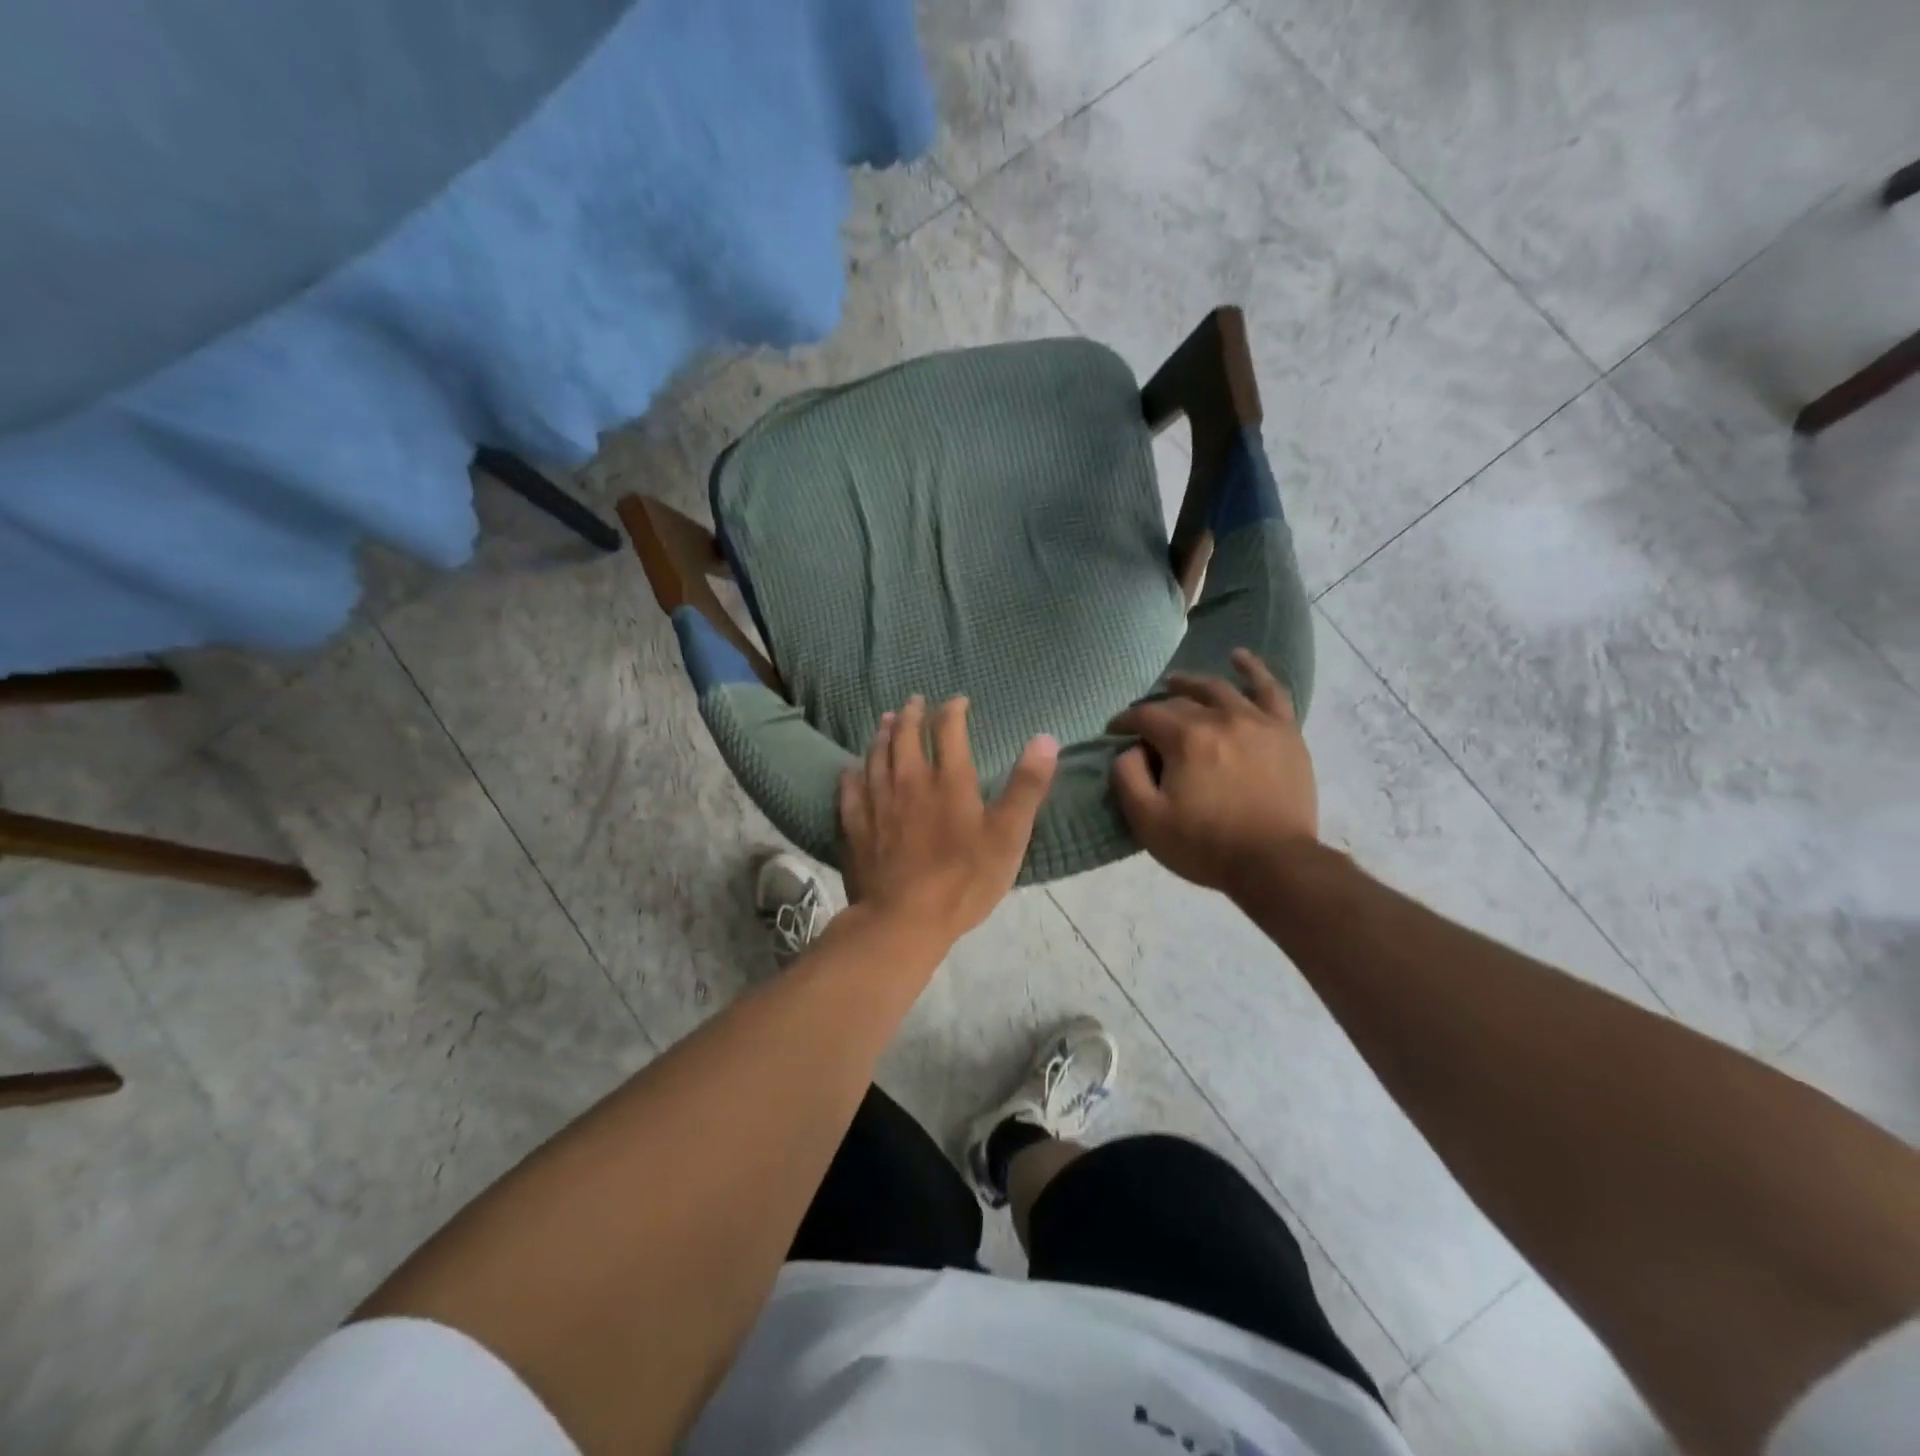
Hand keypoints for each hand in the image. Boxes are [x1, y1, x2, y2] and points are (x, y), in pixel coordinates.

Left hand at [838, 696, 1058, 944]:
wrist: (903, 920)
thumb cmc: (963, 880)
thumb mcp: (1009, 835)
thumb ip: (1027, 786)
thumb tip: (1045, 738)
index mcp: (948, 780)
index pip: (948, 730)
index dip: (953, 710)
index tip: (958, 701)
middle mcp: (908, 780)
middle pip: (906, 736)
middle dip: (913, 714)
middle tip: (915, 701)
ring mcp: (877, 801)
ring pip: (876, 755)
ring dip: (882, 734)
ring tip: (886, 721)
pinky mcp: (855, 825)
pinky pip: (850, 788)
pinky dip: (853, 772)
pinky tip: (852, 768)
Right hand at [1108, 649, 1317, 895]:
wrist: (1275, 864)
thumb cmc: (1205, 845)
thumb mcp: (1147, 820)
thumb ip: (1126, 777)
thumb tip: (1128, 749)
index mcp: (1185, 738)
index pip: (1145, 716)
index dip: (1124, 722)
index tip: (1114, 733)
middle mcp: (1221, 718)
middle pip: (1180, 702)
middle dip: (1155, 708)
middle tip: (1144, 722)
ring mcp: (1257, 721)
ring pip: (1219, 689)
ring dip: (1193, 684)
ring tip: (1177, 684)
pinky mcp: (1284, 732)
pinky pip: (1270, 690)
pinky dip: (1253, 670)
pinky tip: (1239, 658)